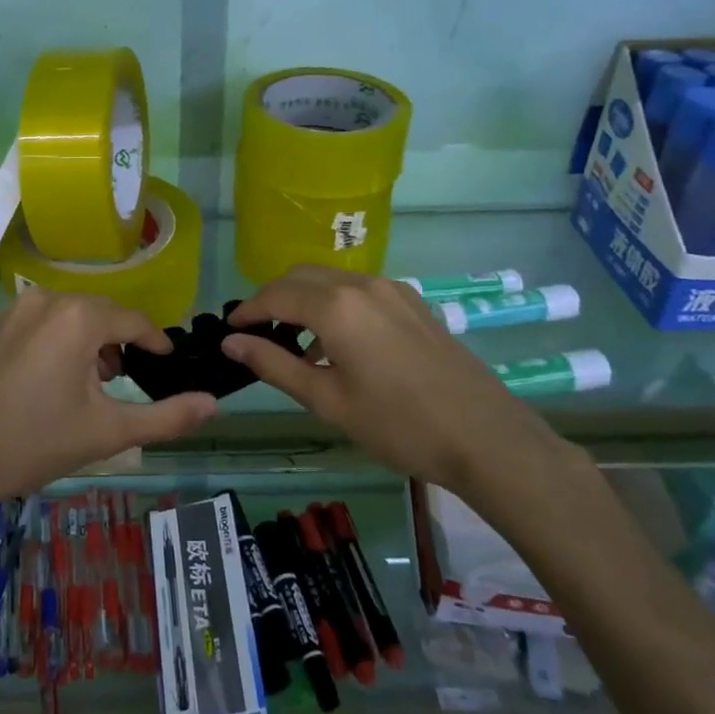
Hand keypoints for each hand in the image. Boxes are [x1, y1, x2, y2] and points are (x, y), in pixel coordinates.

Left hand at [0, 289, 216, 505]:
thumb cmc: (33, 442)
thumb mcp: (107, 432)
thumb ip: (167, 417)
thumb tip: (215, 404)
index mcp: (79, 317)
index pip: (134, 321)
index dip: (157, 342)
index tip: (169, 363)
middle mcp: (48, 299)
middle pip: (103, 314)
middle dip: (123, 343)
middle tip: (132, 381)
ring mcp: (17, 309)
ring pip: (73, 316)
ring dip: (93, 342)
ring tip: (98, 384)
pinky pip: (46, 321)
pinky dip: (64, 341)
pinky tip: (59, 379)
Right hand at [223, 266, 585, 522]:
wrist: (485, 436)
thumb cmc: (398, 425)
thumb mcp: (328, 401)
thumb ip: (275, 365)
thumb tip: (231, 343)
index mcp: (336, 306)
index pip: (275, 296)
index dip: (247, 311)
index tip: (229, 332)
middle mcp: (361, 284)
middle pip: (300, 277)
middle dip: (272, 299)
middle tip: (256, 335)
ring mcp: (392, 289)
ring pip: (331, 279)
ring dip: (303, 299)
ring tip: (293, 342)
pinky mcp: (412, 302)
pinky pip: (358, 289)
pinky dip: (334, 303)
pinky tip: (337, 342)